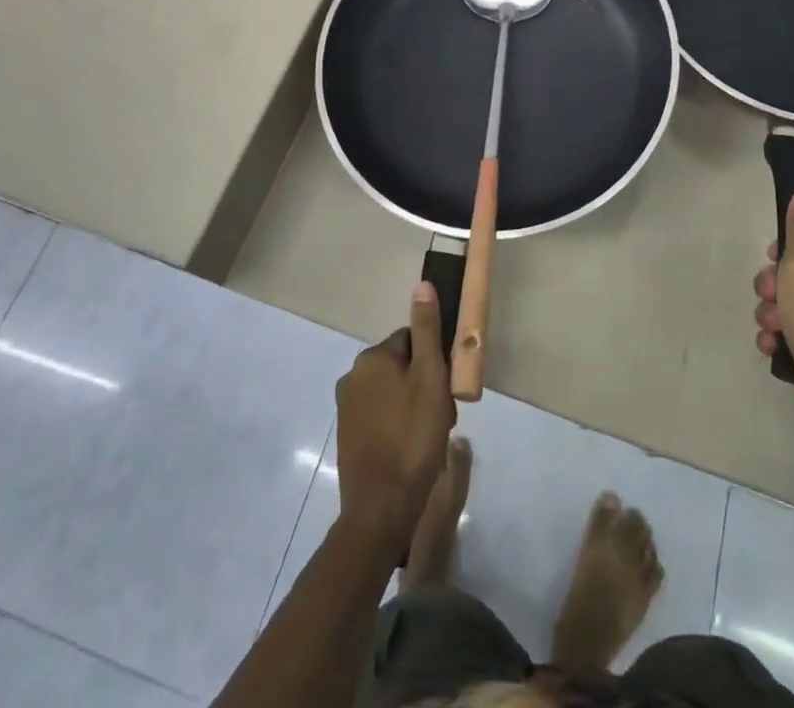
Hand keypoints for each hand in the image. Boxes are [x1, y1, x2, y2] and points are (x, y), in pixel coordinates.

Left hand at [335, 281, 456, 549]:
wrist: (381, 508)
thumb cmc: (412, 437)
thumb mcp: (430, 378)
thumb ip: (427, 330)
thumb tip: (422, 285)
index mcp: (372, 357)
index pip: (413, 340)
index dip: (435, 362)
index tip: (447, 388)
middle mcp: (353, 376)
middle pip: (402, 365)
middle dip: (424, 384)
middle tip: (441, 414)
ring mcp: (346, 408)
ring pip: (392, 392)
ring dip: (413, 404)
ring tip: (429, 435)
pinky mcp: (347, 436)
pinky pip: (380, 415)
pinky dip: (397, 424)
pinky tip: (411, 448)